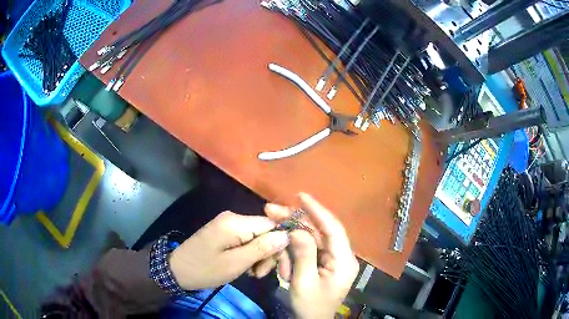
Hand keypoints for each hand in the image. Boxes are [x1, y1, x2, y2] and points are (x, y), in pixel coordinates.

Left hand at [169, 211, 288, 290]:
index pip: (272, 224)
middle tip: (260, 274)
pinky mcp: (225, 232)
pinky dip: (250, 254)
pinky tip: (245, 267)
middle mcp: (234, 218)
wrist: (178, 270)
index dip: (280, 243)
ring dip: (259, 256)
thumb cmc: (206, 269)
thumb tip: (286, 235)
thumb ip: (262, 248)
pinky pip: (247, 240)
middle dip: (268, 253)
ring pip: (258, 237)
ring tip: (251, 273)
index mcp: (236, 222)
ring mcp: (229, 224)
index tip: (278, 264)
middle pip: (266, 231)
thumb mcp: (235, 263)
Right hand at [265, 193, 358, 318]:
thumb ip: (303, 255)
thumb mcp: (303, 282)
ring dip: (292, 232)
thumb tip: (297, 230)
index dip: (317, 210)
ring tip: (273, 222)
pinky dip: (293, 246)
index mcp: (343, 261)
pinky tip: (281, 246)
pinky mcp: (324, 263)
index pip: (333, 229)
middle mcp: (341, 256)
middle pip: (320, 230)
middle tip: (273, 209)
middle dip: (297, 219)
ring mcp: (333, 259)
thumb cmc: (310, 306)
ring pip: (312, 237)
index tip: (301, 196)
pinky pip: (308, 248)